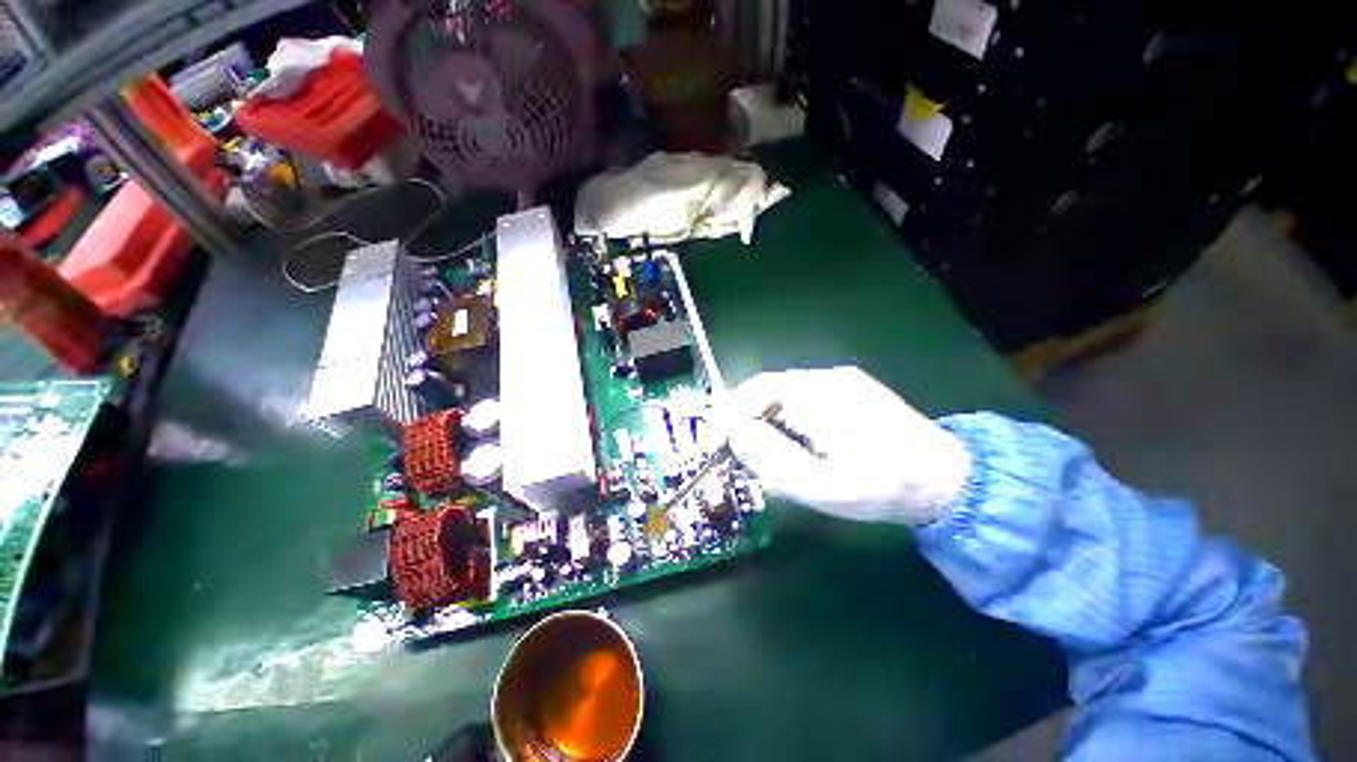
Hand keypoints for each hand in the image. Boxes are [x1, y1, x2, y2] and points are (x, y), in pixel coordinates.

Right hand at [723, 367, 970, 524]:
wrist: (947, 480)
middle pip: (767, 390)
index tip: (712, 441)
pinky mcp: (846, 391)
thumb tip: (736, 435)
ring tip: (755, 451)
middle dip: (743, 419)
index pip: (759, 390)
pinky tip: (787, 443)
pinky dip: (781, 420)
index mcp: (821, 395)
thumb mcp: (824, 487)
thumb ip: (773, 460)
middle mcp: (827, 378)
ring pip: (782, 395)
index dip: (729, 413)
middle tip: (729, 450)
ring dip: (761, 420)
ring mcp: (839, 382)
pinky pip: (799, 399)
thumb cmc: (883, 487)